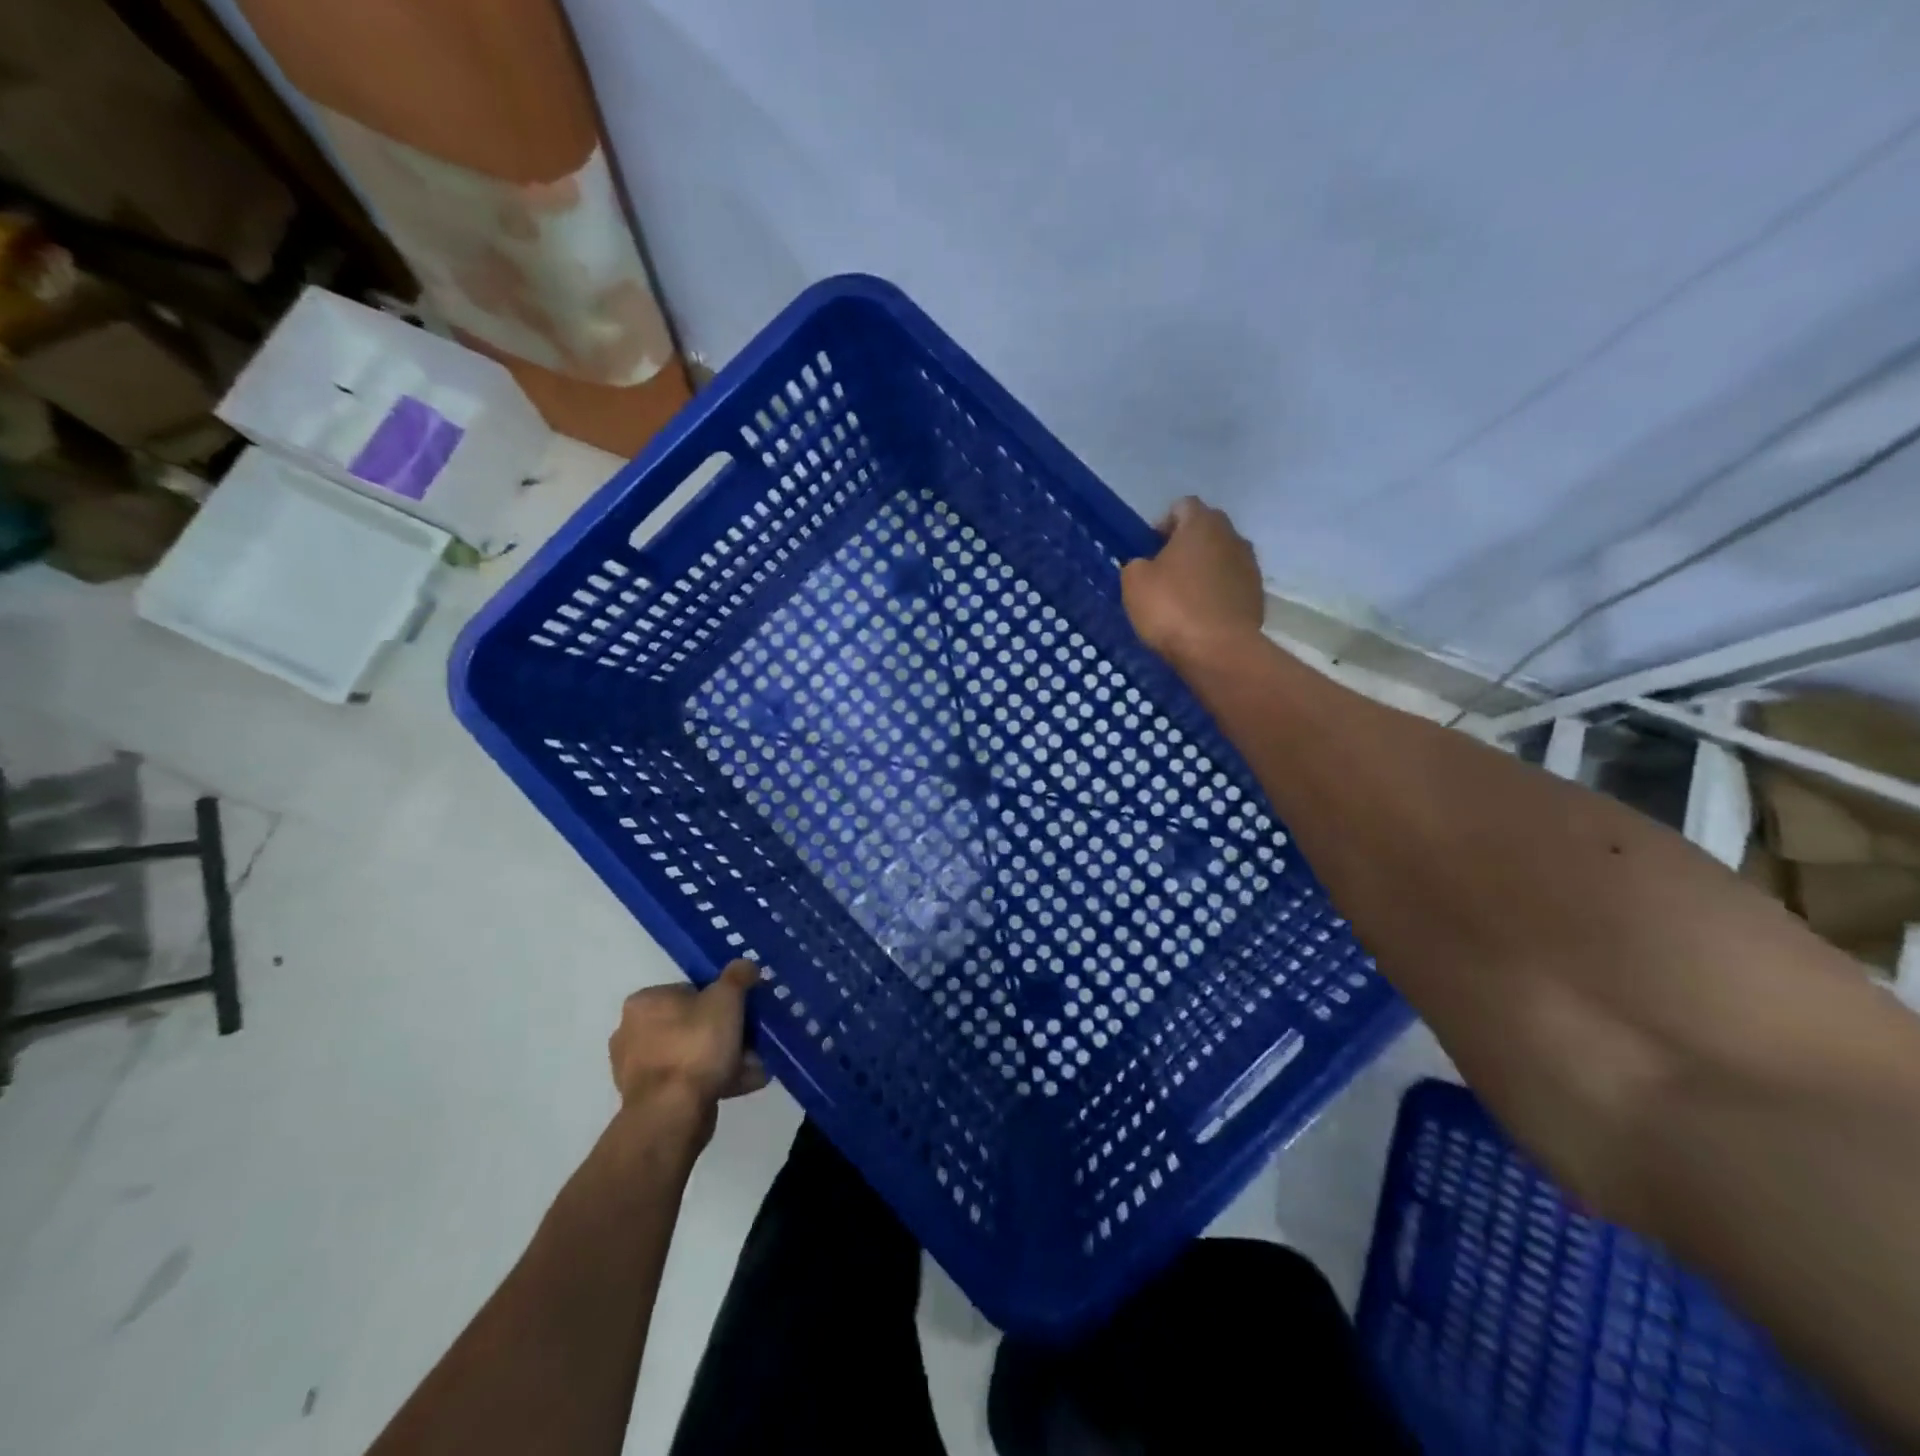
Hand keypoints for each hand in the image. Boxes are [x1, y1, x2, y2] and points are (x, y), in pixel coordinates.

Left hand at [608, 961, 767, 1118]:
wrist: (672, 1114)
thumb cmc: (695, 1045)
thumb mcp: (726, 998)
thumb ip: (738, 976)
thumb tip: (745, 965)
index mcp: (644, 1002)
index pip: (688, 990)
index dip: (720, 998)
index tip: (742, 1011)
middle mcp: (632, 1033)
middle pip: (692, 1024)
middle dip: (725, 1033)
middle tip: (751, 1040)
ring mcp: (637, 1070)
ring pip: (693, 1055)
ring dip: (724, 1059)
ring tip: (755, 1066)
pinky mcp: (648, 1101)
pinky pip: (688, 1082)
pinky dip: (714, 1080)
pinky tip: (744, 1083)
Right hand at [1121, 497, 1264, 665]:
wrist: (1219, 651)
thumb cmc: (1171, 608)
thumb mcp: (1134, 582)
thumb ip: (1137, 563)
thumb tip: (1146, 565)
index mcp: (1202, 524)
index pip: (1182, 506)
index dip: (1163, 524)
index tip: (1150, 550)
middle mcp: (1232, 536)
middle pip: (1206, 530)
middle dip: (1186, 545)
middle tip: (1164, 572)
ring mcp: (1250, 566)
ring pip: (1221, 557)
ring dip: (1204, 569)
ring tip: (1184, 597)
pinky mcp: (1257, 595)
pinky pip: (1231, 584)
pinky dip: (1217, 593)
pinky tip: (1201, 615)